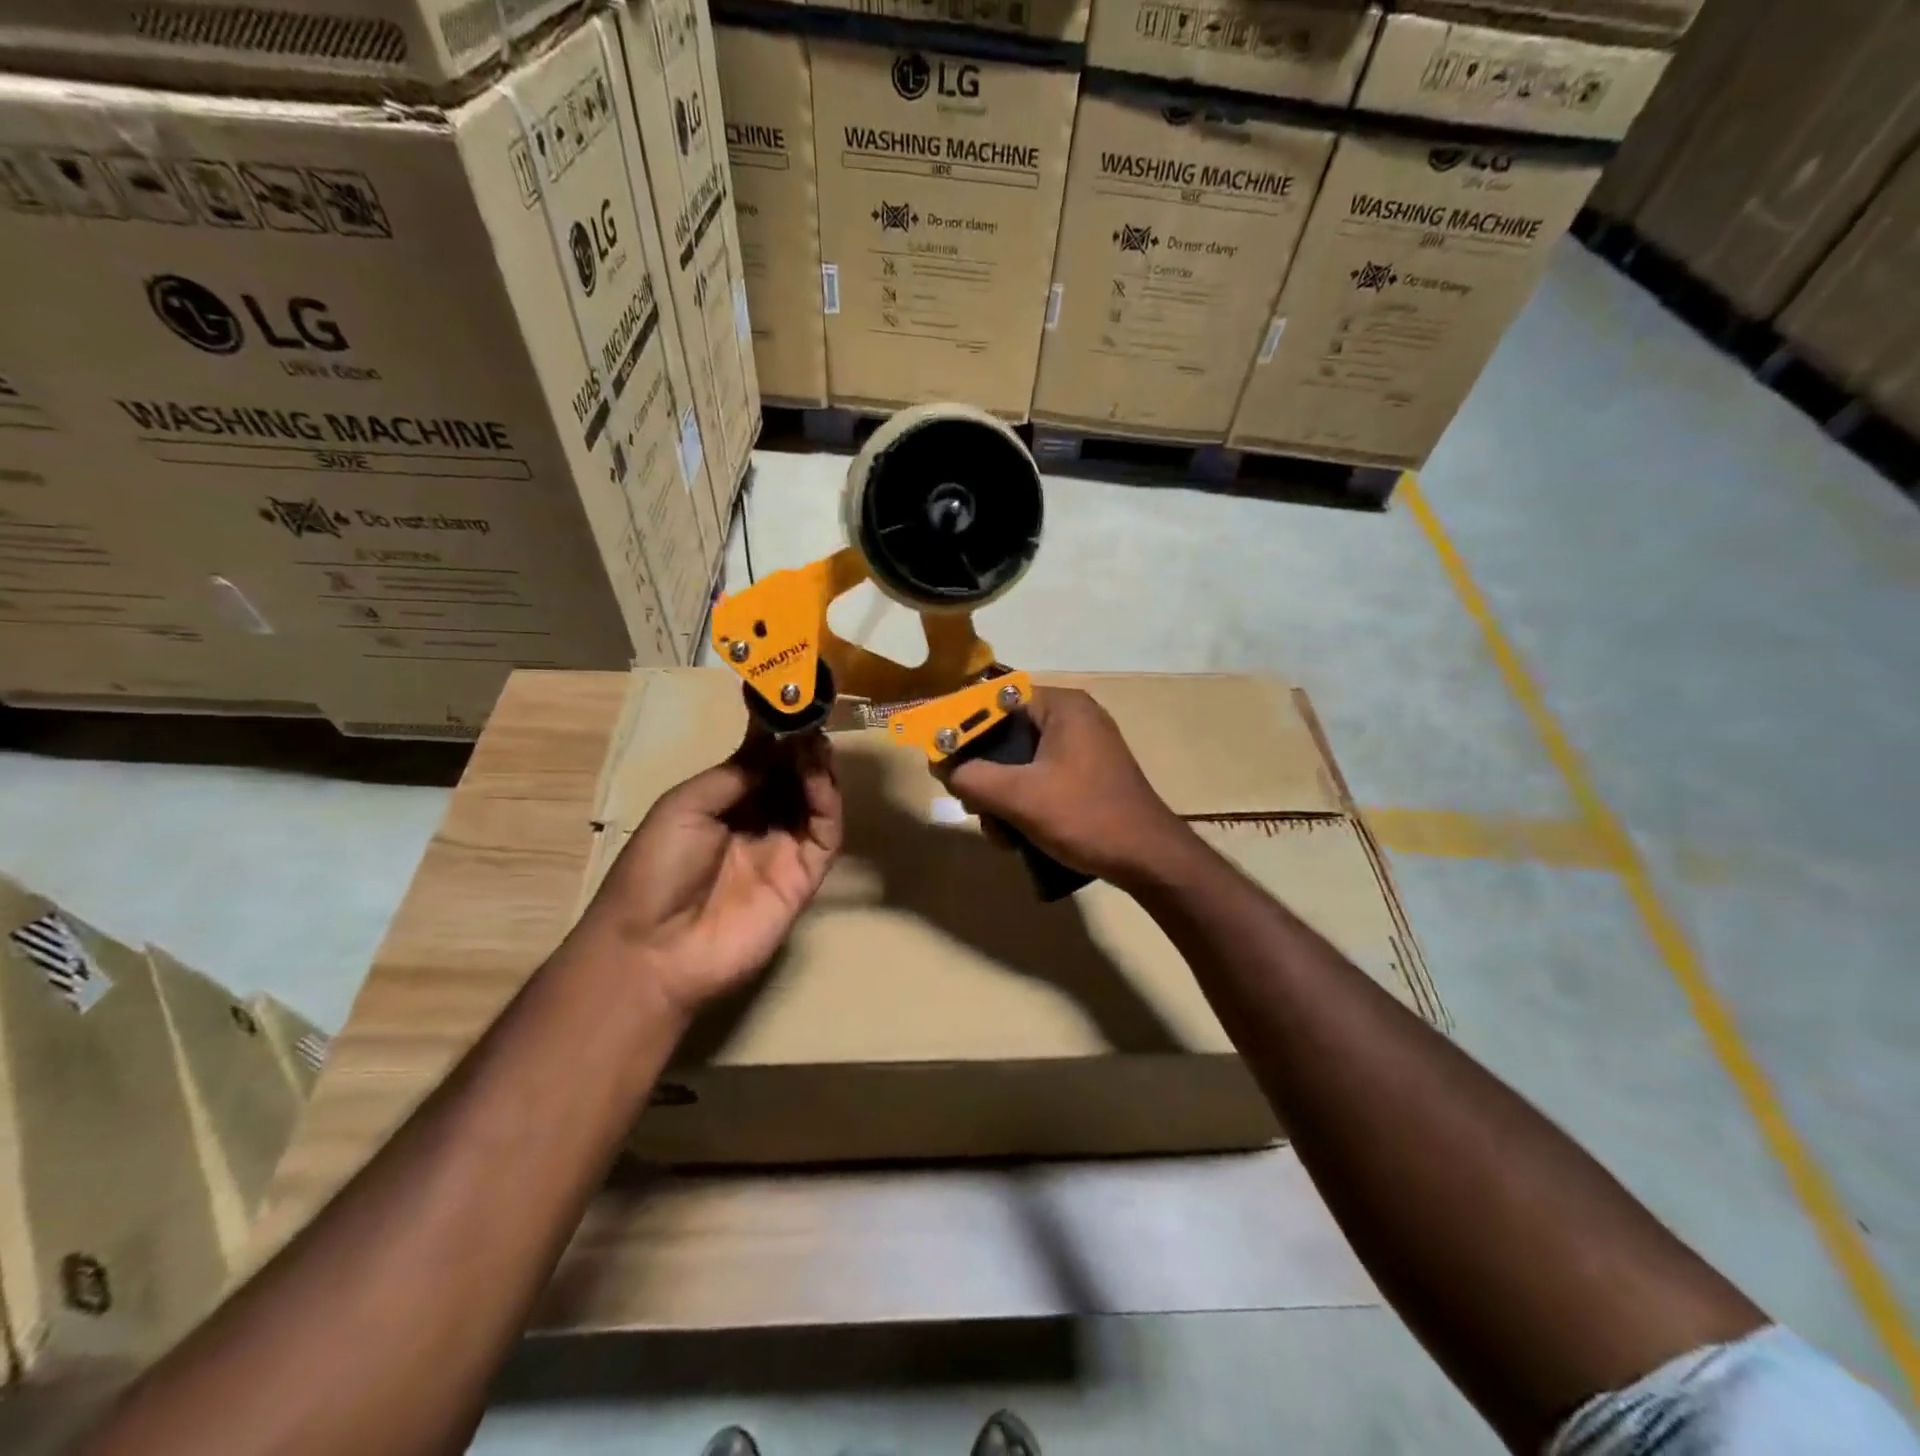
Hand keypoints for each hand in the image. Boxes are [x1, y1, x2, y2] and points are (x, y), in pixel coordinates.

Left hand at [586, 729, 842, 1016]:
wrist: (654, 947)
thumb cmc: (656, 869)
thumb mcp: (685, 806)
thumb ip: (735, 774)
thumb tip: (774, 742)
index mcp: (725, 807)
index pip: (762, 765)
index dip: (778, 738)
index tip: (792, 705)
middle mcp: (758, 824)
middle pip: (793, 781)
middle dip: (803, 750)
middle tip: (813, 721)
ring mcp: (784, 852)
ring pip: (815, 804)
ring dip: (819, 771)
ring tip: (818, 743)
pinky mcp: (805, 877)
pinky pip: (825, 836)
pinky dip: (828, 804)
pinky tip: (820, 778)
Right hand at [941, 688, 1188, 885]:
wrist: (1148, 860)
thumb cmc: (1085, 816)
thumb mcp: (1020, 797)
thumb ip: (973, 777)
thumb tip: (944, 768)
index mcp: (1062, 706)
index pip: (996, 700)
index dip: (964, 728)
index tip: (944, 760)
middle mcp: (1073, 718)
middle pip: (1006, 735)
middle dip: (984, 774)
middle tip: (973, 806)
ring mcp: (1082, 749)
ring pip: (1020, 763)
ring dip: (1001, 798)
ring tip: (1000, 833)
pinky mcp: (1086, 777)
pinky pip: (1040, 779)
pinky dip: (1023, 804)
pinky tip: (1017, 837)